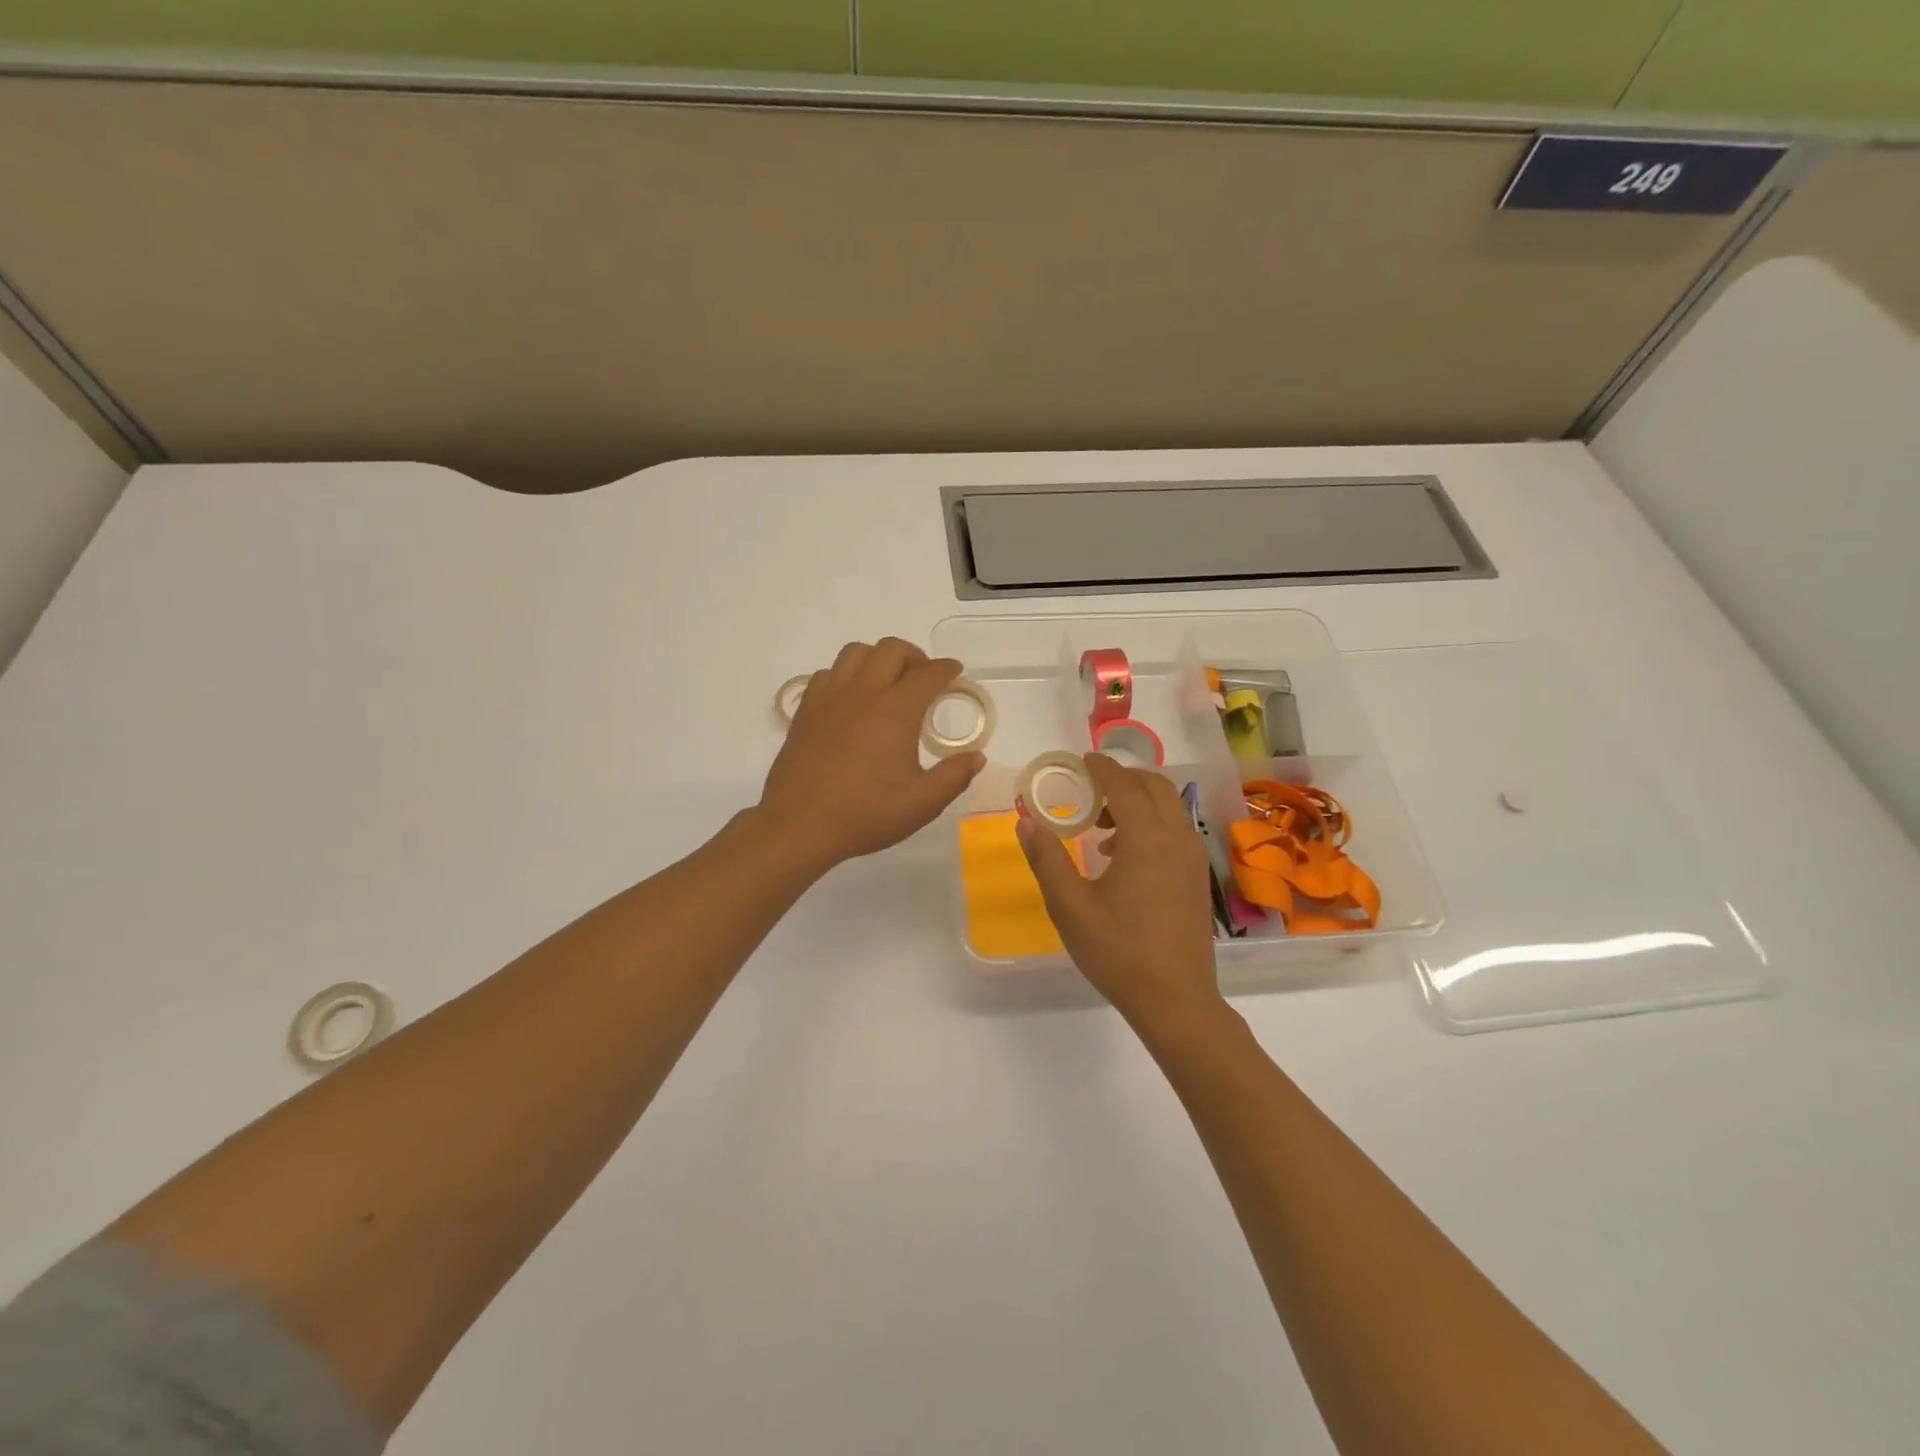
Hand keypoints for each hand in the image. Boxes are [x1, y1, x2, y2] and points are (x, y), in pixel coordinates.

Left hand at [758, 638, 985, 872]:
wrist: (799, 825)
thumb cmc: (865, 814)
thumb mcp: (921, 804)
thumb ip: (953, 777)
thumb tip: (976, 757)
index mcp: (895, 710)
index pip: (928, 674)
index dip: (946, 669)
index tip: (955, 672)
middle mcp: (863, 692)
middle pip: (891, 650)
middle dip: (914, 657)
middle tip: (923, 679)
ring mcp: (830, 697)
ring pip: (856, 652)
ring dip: (878, 658)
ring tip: (887, 682)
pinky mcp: (806, 709)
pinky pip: (828, 673)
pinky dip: (846, 675)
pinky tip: (851, 699)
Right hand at [1018, 754, 1223, 1032]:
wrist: (1175, 999)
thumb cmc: (1118, 951)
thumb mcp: (1070, 905)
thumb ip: (1046, 858)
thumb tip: (1026, 821)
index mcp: (1147, 839)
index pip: (1124, 785)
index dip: (1102, 767)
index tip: (1082, 759)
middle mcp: (1177, 838)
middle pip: (1154, 787)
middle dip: (1122, 779)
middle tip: (1089, 790)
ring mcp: (1192, 857)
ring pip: (1169, 807)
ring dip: (1138, 802)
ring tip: (1101, 827)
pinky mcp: (1197, 876)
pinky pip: (1176, 830)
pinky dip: (1151, 823)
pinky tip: (1123, 856)